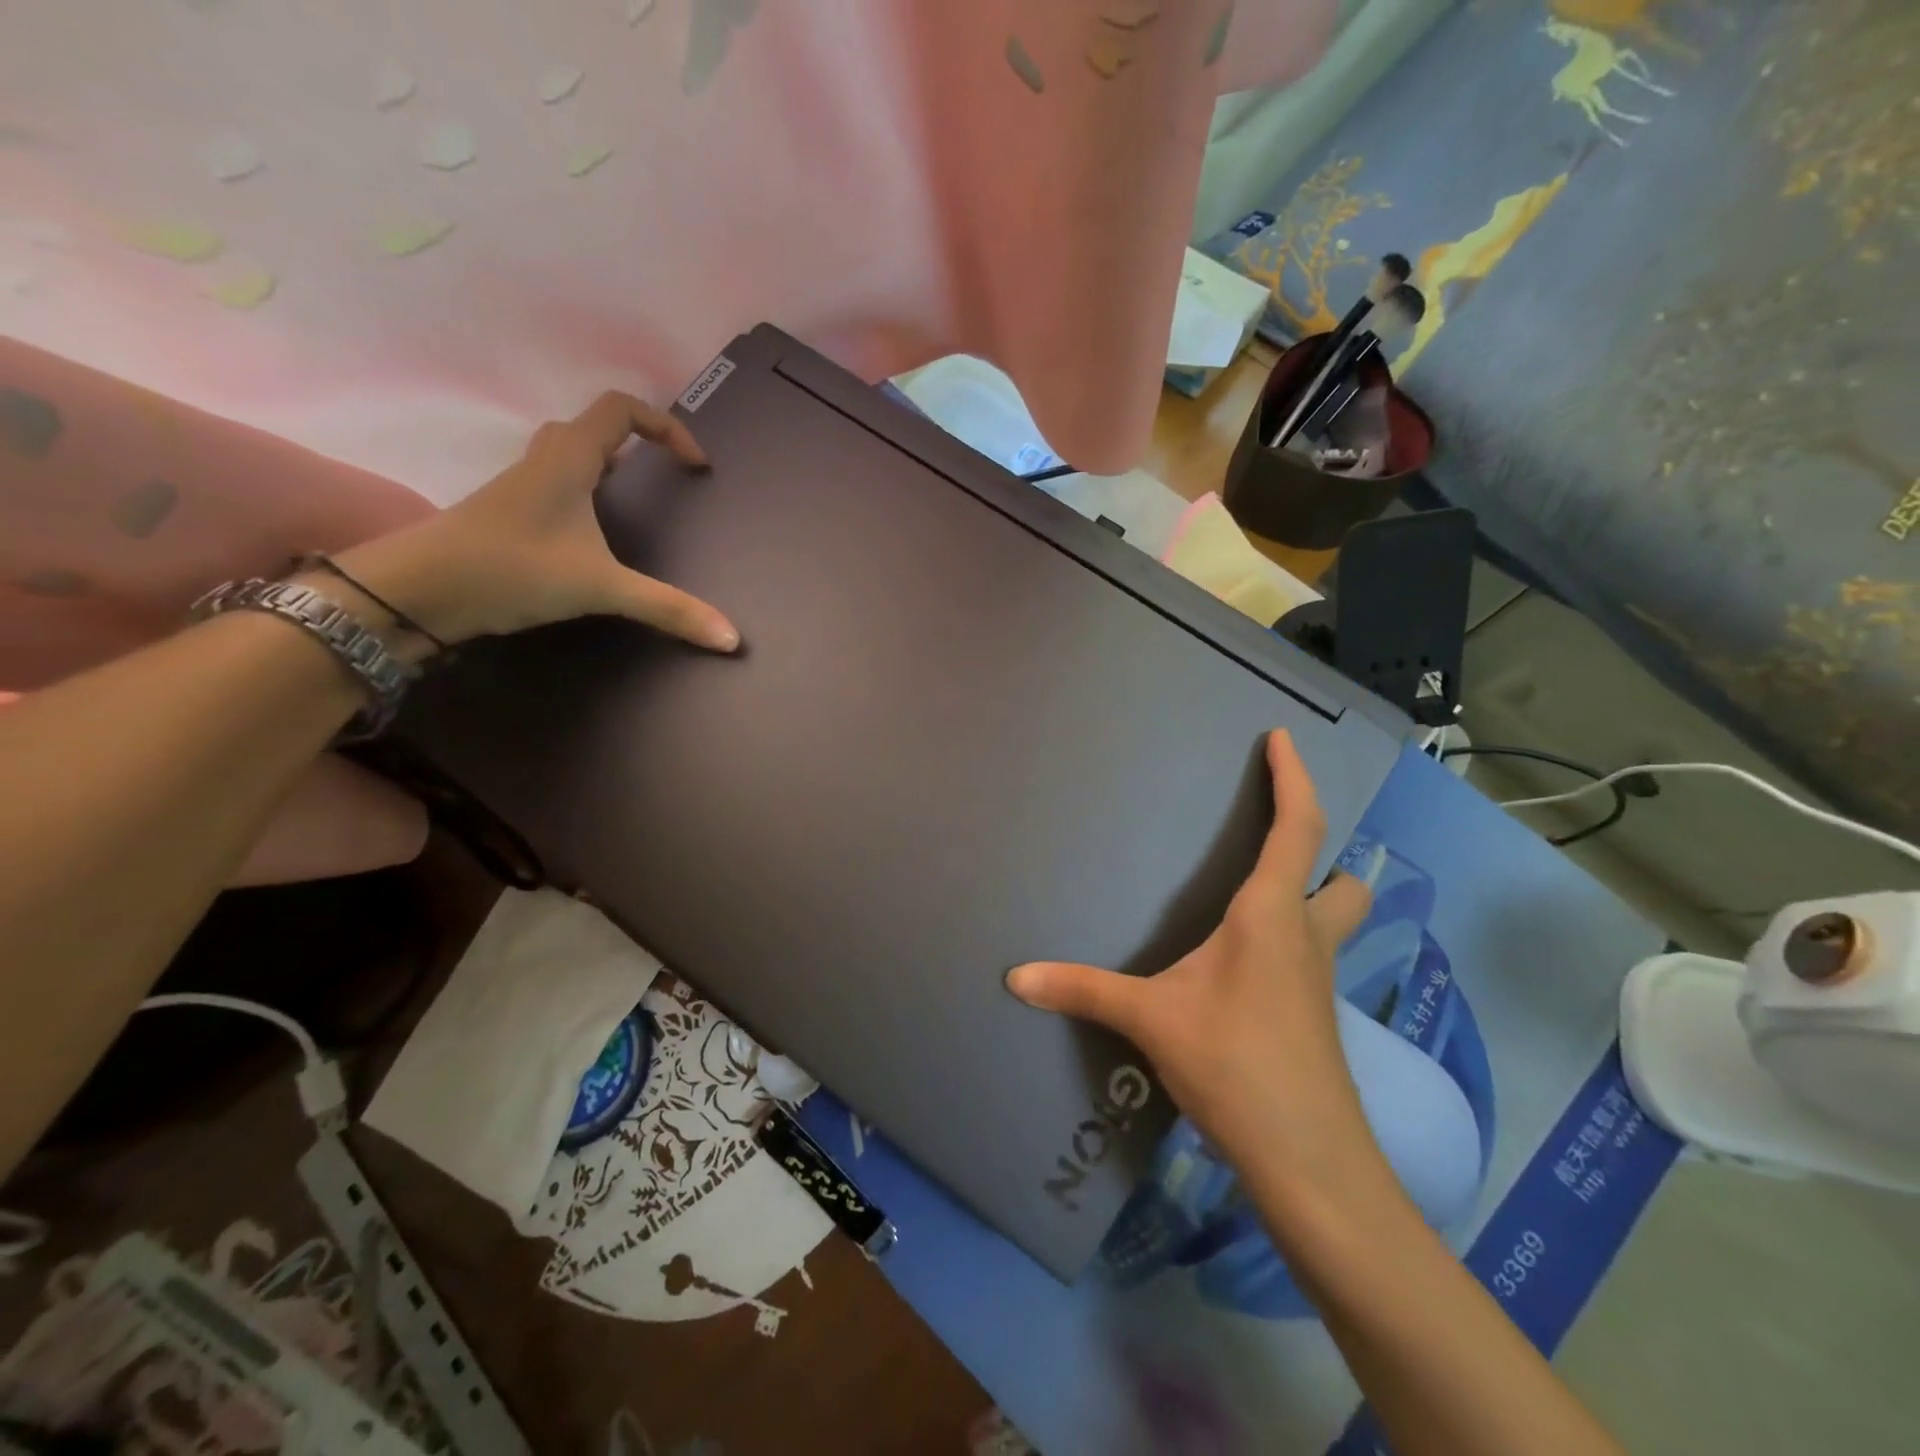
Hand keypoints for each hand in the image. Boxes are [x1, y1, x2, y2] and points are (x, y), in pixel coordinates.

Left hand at [330, 391, 739, 651]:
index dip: (667, 427)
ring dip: (609, 465)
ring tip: (639, 500)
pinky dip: (586, 493)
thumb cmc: (512, 568)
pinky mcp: (510, 514)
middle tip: (668, 478)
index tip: (695, 467)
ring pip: (572, 454)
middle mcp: (545, 460)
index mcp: (570, 458)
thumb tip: (731, 638)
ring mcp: (522, 486)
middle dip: (639, 443)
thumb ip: (668, 609)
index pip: (623, 409)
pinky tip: (595, 535)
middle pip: (596, 426)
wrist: (418, 590)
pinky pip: (557, 484)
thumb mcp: (601, 587)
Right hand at [1008, 730, 1373, 1175]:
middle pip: (1341, 880)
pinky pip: (1312, 958)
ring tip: (1266, 895)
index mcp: (1271, 916)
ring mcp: (1318, 981)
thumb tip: (1015, 978)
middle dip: (1323, 855)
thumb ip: (1083, 990)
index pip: (1297, 829)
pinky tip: (1252, 966)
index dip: (1293, 778)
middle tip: (1280, 841)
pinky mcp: (1315, 1017)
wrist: (1309, 1159)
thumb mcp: (1151, 1019)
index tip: (1280, 738)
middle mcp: (1305, 938)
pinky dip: (1293, 941)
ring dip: (1315, 898)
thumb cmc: (1236, 1064)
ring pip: (1336, 921)